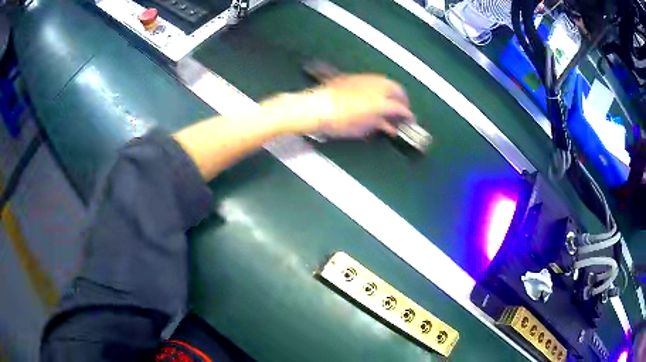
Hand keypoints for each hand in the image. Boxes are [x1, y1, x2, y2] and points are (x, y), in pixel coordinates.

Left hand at [260, 74, 414, 137]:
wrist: (314, 107)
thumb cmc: (337, 123)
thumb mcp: (361, 129)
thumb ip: (378, 125)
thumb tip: (388, 126)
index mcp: (379, 102)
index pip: (400, 107)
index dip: (407, 114)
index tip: (409, 119)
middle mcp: (375, 87)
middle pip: (396, 89)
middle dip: (402, 99)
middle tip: (402, 110)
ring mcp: (364, 80)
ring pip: (386, 82)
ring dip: (392, 92)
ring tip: (391, 102)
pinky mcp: (353, 77)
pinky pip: (373, 81)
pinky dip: (379, 89)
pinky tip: (377, 96)